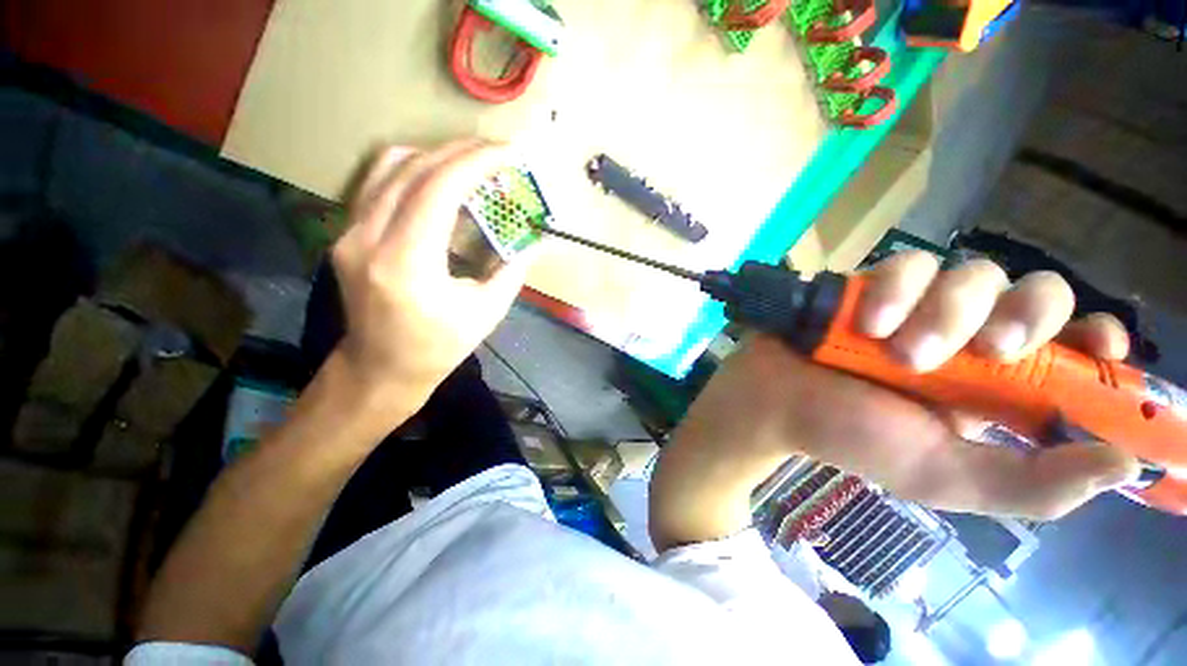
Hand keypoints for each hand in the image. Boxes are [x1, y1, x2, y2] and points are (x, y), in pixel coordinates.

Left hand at [329, 139, 536, 407]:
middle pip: (413, 168)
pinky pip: (378, 183)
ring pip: (389, 166)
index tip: (507, 153)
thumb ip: (513, 270)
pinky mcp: (346, 233)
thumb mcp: (487, 312)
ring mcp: (349, 233)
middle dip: (460, 151)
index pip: (438, 189)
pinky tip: (439, 181)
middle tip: (496, 154)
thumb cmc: (438, 348)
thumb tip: (538, 239)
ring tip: (471, 165)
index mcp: (407, 264)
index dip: (476, 162)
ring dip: (436, 156)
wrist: (380, 368)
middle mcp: (369, 238)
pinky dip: (413, 169)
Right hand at [688, 251, 1140, 520]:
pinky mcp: (871, 285)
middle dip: (1024, 316)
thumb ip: (1032, 484)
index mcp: (992, 387)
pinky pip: (906, 264)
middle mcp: (965, 337)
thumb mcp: (944, 476)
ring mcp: (916, 305)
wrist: (774, 400)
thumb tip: (1126, 464)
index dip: (1097, 339)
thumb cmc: (851, 438)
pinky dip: (894, 291)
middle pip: (1035, 291)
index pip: (1072, 347)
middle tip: (990, 352)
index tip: (1101, 347)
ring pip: (973, 273)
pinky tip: (867, 322)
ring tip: (899, 352)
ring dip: (946, 311)